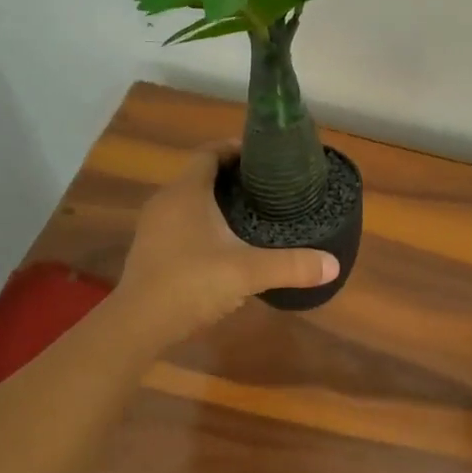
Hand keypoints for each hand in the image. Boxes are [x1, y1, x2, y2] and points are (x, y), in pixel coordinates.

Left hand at [116, 141, 338, 343]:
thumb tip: (333, 265)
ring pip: (188, 202)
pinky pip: (179, 224)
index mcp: (186, 192)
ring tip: (249, 214)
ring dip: (214, 203)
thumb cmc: (191, 282)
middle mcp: (166, 202)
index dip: (234, 149)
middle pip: (199, 176)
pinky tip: (222, 247)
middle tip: (264, 187)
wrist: (138, 324)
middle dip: (230, 178)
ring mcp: (153, 228)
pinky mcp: (150, 251)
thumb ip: (291, 266)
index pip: (209, 153)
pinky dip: (201, 225)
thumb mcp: (248, 272)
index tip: (262, 157)